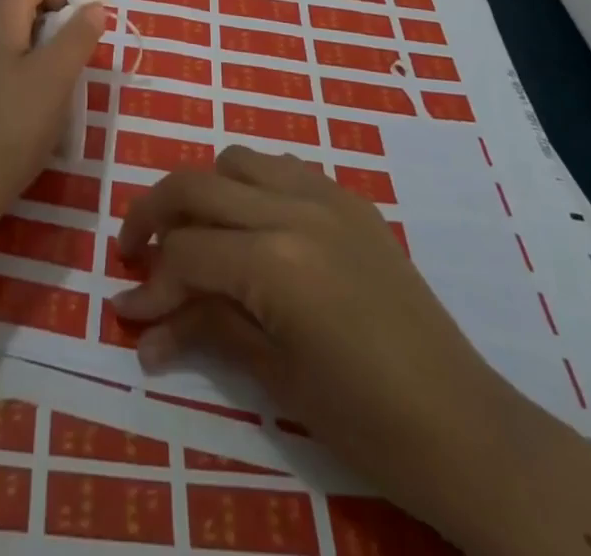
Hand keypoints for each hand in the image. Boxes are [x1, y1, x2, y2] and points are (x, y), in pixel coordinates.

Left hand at [0, 0, 105, 234]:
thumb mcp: (57, 78)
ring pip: (6, 33)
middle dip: (55, 23)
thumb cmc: (10, 127)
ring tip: (53, 90)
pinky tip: (24, 110)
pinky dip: (16, 69)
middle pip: (20, 1)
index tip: (86, 30)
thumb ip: (79, 34)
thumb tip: (92, 5)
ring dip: (38, 49)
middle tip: (73, 63)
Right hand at [111, 147, 525, 540]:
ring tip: (195, 236)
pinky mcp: (350, 200)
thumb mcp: (274, 375)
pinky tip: (252, 229)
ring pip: (237, 161)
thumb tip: (141, 323)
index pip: (186, 252)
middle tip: (135, 252)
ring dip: (205, 191)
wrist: (464, 428)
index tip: (127, 311)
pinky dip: (252, 187)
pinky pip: (283, 170)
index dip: (150, 283)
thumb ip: (205, 326)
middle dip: (154, 213)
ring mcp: (326, 196)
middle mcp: (294, 208)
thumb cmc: (366, 420)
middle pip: (197, 184)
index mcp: (275, 260)